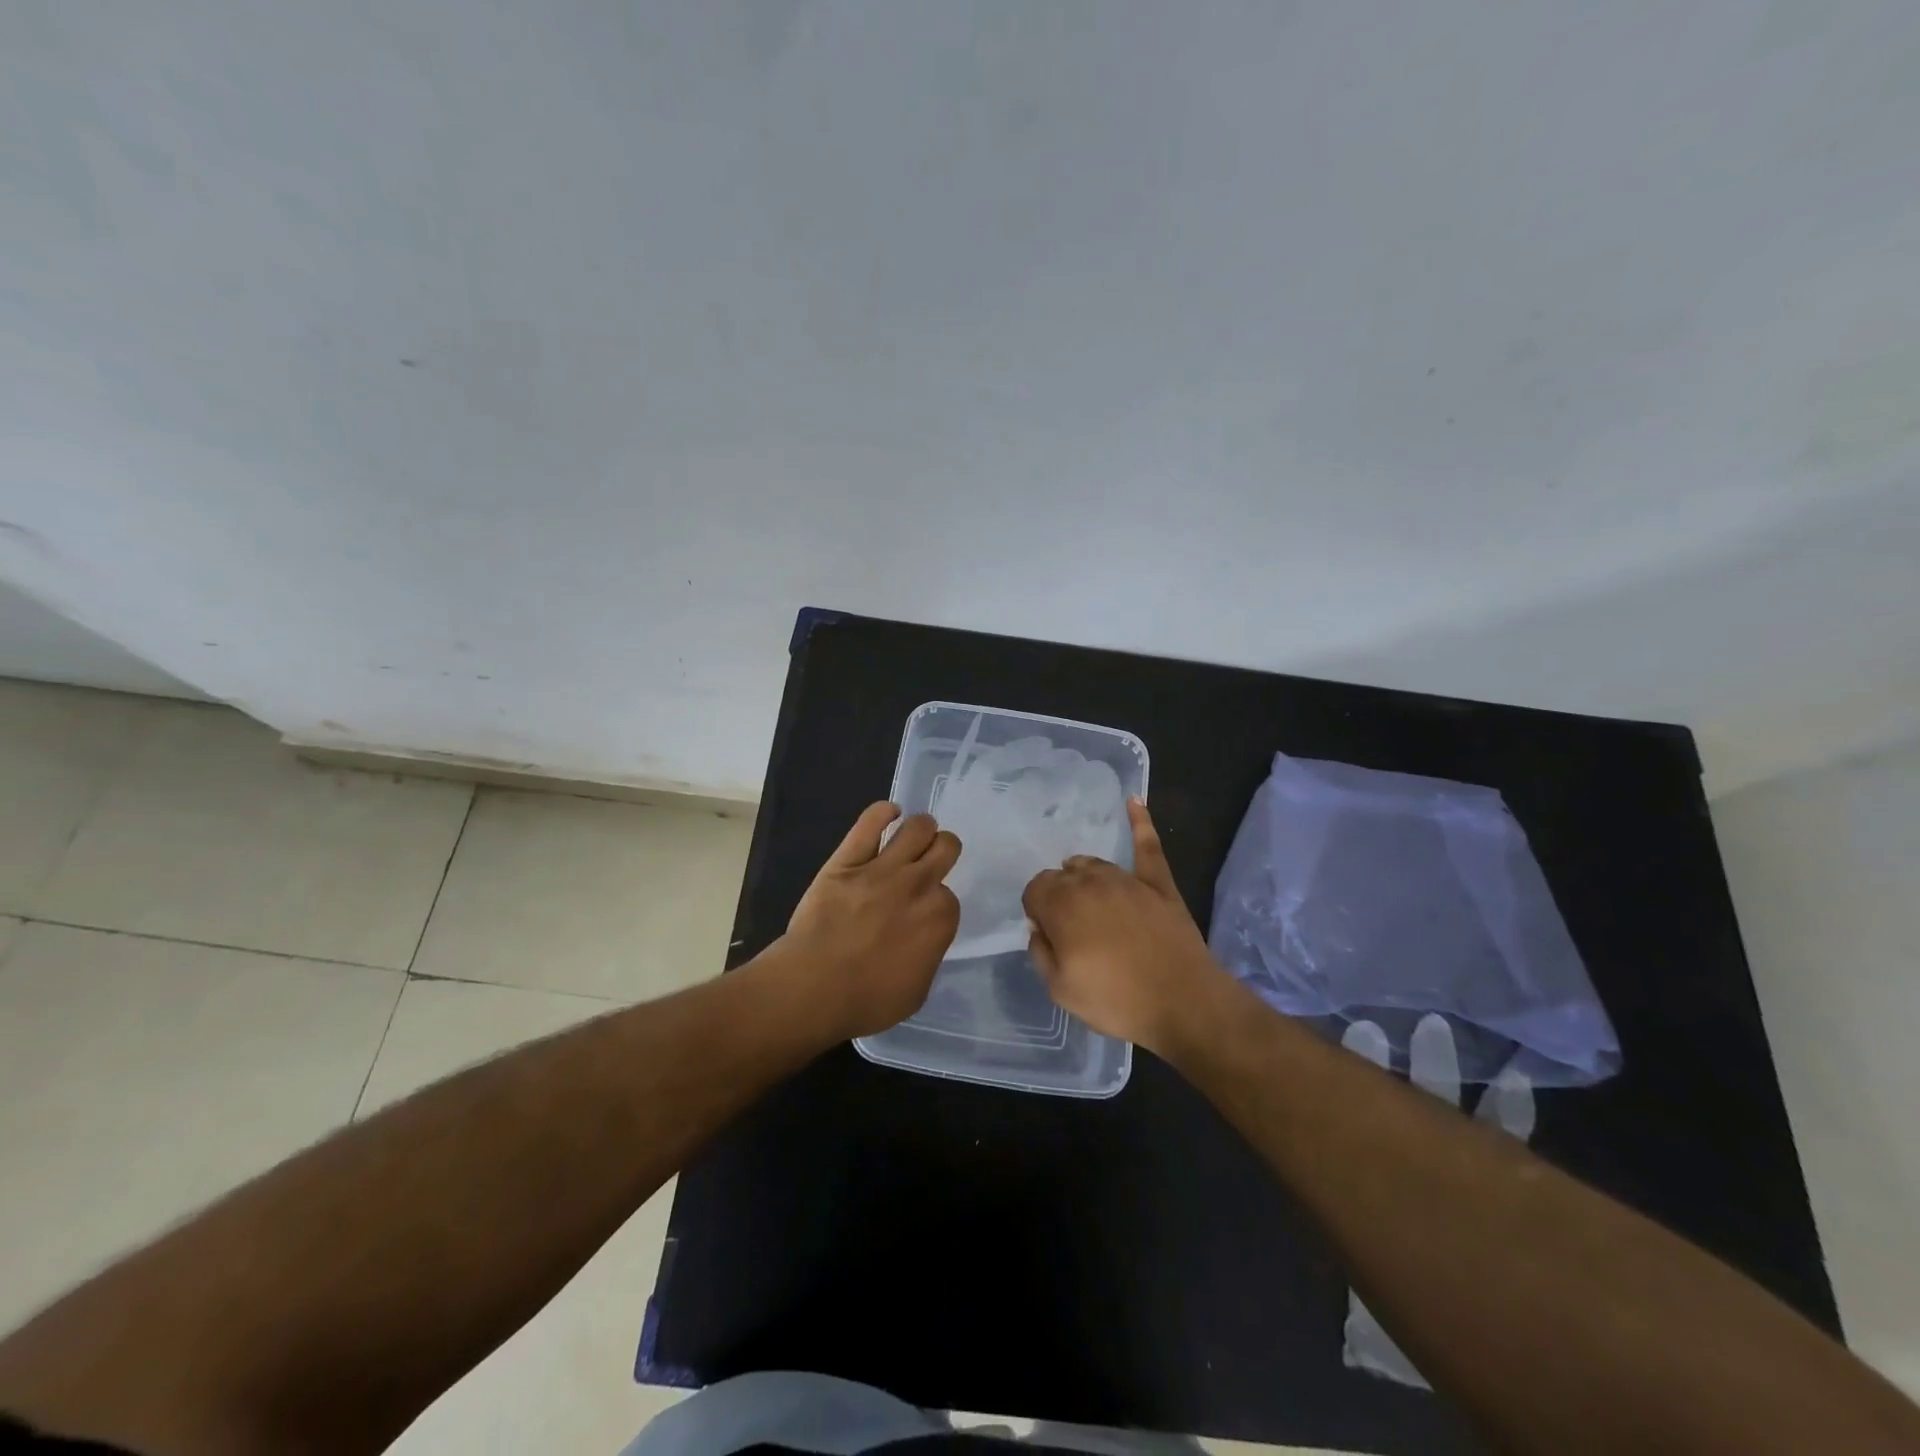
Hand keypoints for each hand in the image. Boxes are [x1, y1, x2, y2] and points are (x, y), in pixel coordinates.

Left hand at [781, 802, 960, 1039]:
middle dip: (941, 850)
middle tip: (929, 860)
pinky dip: (883, 812)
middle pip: (946, 846)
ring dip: (921, 828)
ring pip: (918, 827)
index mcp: (940, 917)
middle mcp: (919, 884)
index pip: (950, 895)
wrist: (814, 986)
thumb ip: (928, 954)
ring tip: (912, 835)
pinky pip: (870, 821)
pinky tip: (888, 814)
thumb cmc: (867, 999)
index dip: (936, 901)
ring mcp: (883, 867)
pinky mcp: (848, 858)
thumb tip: (924, 940)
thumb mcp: (917, 990)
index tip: (923, 911)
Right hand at [1022, 799, 1224, 1052]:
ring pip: (1093, 864)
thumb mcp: (1060, 990)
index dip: (1037, 910)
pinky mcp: (1158, 883)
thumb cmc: (1117, 1001)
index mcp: (1062, 906)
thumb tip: (1039, 928)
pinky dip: (1140, 821)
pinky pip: (1147, 844)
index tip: (1048, 933)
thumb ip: (1040, 952)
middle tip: (1071, 928)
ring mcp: (1127, 879)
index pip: (1035, 889)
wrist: (1185, 1004)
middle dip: (1058, 895)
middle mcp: (1090, 882)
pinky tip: (1133, 800)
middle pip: (1061, 875)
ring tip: (1089, 901)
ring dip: (1084, 877)